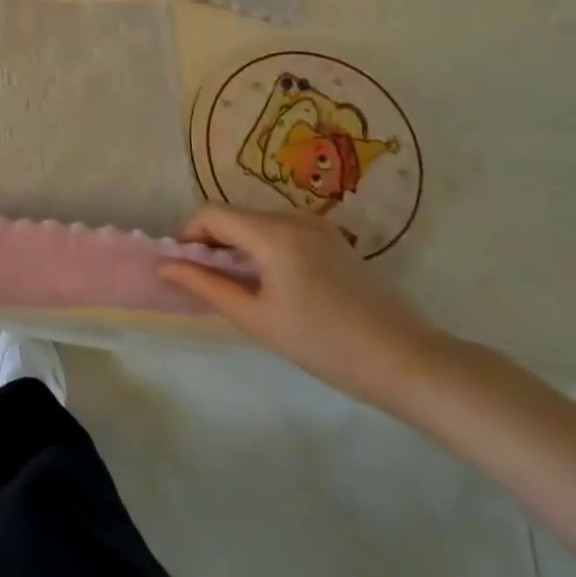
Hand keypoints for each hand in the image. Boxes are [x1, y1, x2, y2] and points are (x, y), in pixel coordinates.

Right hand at [157, 206, 457, 412]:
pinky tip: (277, 284)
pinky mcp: (334, 240)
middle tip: (211, 282)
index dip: (189, 235)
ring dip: (239, 244)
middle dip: (213, 241)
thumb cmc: (327, 345)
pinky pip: (283, 230)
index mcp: (273, 233)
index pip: (211, 214)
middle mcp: (293, 218)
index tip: (186, 268)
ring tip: (243, 287)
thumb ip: (207, 287)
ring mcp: (318, 226)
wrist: (410, 362)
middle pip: (235, 215)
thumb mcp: (258, 320)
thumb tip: (165, 266)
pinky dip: (265, 247)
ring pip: (258, 222)